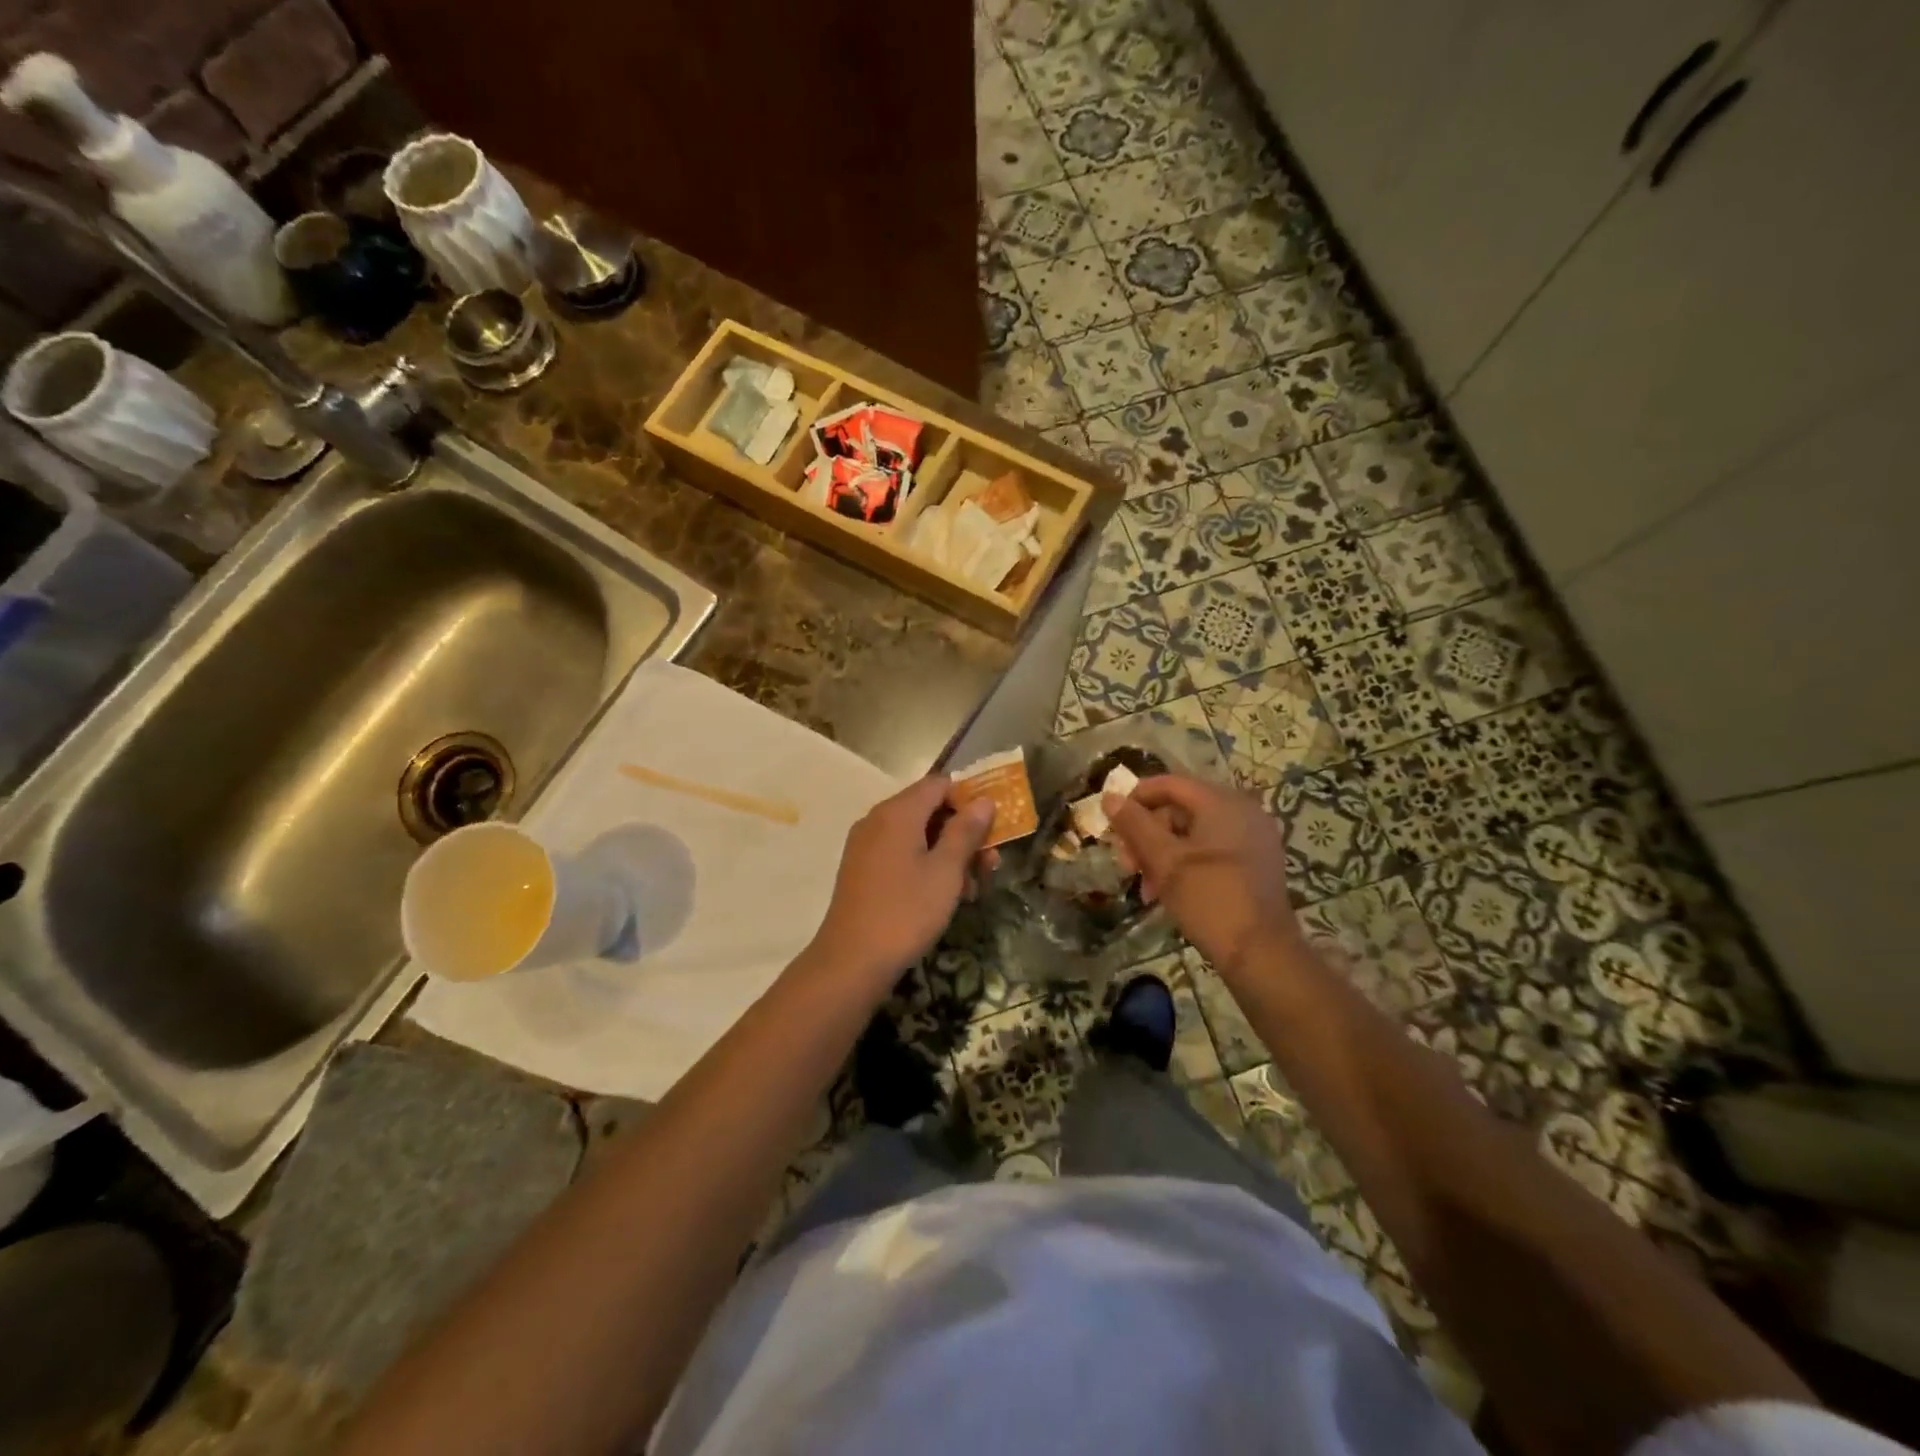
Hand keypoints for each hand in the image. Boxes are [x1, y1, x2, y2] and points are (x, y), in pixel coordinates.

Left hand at [805, 776, 995, 989]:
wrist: (852, 961)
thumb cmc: (906, 911)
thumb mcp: (946, 871)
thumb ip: (966, 831)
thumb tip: (983, 800)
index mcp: (897, 812)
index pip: (939, 784)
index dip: (969, 799)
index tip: (992, 827)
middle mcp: (878, 819)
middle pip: (929, 809)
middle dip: (963, 832)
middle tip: (990, 865)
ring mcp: (866, 845)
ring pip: (917, 835)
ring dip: (948, 853)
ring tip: (973, 889)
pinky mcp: (862, 869)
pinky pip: (901, 853)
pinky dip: (926, 865)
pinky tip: (945, 896)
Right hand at [1105, 774, 1304, 978]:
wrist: (1261, 954)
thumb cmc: (1209, 899)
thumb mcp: (1164, 861)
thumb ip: (1135, 825)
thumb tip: (1110, 797)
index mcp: (1222, 802)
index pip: (1169, 783)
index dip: (1136, 799)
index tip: (1113, 825)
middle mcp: (1243, 810)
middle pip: (1181, 808)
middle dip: (1148, 834)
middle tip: (1127, 864)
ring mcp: (1253, 836)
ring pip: (1194, 832)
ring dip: (1163, 853)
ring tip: (1145, 886)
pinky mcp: (1256, 861)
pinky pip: (1212, 848)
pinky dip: (1186, 862)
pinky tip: (1168, 890)